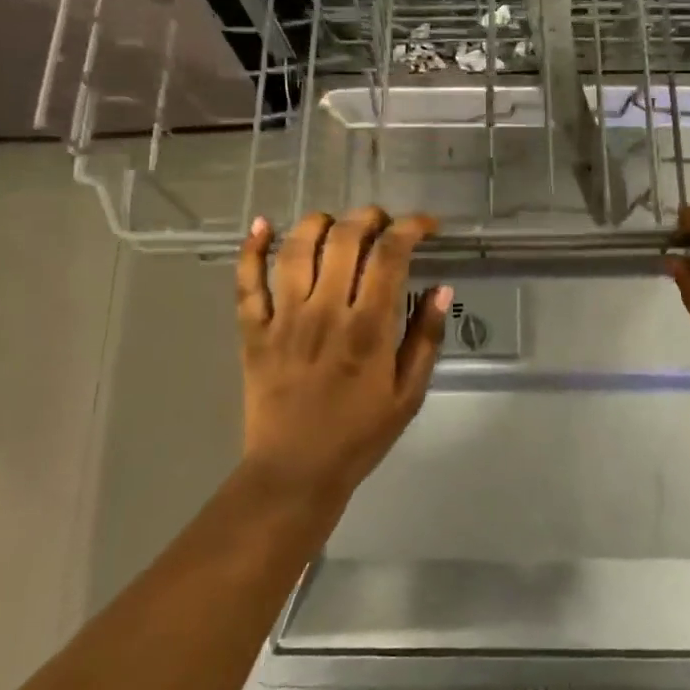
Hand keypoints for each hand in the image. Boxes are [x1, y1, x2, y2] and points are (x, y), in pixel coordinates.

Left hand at [237, 208, 450, 501]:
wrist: (295, 472)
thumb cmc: (360, 435)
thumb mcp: (410, 394)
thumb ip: (426, 338)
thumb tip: (441, 288)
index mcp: (368, 329)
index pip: (389, 256)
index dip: (410, 228)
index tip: (425, 225)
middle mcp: (325, 312)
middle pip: (343, 240)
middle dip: (367, 217)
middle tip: (382, 222)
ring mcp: (284, 319)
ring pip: (295, 249)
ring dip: (318, 222)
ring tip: (335, 222)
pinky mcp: (253, 331)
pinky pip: (247, 282)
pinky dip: (251, 248)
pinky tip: (261, 224)